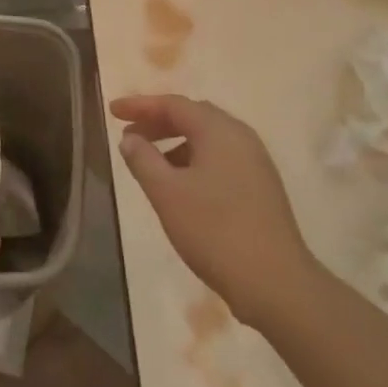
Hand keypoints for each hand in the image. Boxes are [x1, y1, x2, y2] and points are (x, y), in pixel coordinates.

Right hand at [111, 94, 315, 322]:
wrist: (275, 282)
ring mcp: (255, 163)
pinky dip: (193, 159)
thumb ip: (143, 159)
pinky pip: (220, 158)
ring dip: (175, 142)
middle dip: (158, 121)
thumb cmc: (214, 230)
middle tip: (128, 134)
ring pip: (208, 139)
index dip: (140, 105)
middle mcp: (241, 138)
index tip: (112, 111)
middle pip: (194, 116)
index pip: (174, 104)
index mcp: (220, 131)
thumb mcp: (166, 193)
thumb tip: (130, 138)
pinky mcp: (260, 186)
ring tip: (149, 162)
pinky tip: (179, 185)